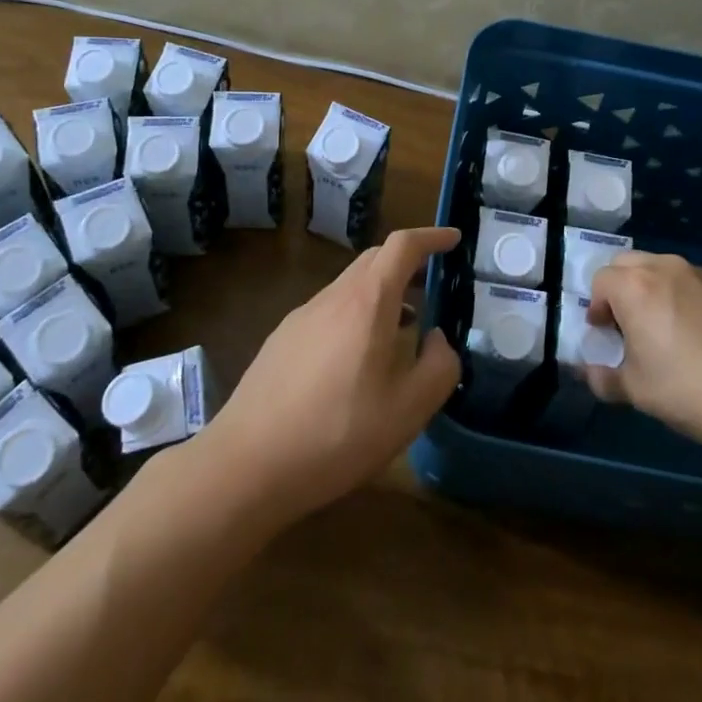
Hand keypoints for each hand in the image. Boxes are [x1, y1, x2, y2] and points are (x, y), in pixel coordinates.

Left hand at [196, 226, 462, 527]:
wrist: (247, 465)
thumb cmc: (338, 434)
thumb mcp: (409, 409)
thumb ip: (439, 367)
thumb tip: (438, 339)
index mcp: (367, 302)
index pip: (402, 246)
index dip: (432, 236)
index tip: (454, 239)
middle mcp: (333, 297)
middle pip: (374, 259)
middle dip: (408, 262)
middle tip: (433, 284)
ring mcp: (302, 317)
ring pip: (350, 286)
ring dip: (382, 292)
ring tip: (402, 326)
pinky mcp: (282, 340)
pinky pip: (329, 310)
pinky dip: (356, 314)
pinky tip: (358, 359)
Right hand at [586, 252, 701, 457]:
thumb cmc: (687, 390)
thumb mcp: (635, 390)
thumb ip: (603, 378)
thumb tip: (590, 373)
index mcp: (635, 286)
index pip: (600, 281)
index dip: (595, 308)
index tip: (604, 336)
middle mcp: (663, 268)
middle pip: (625, 264)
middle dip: (617, 290)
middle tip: (624, 327)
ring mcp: (697, 275)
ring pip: (655, 268)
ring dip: (644, 289)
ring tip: (654, 329)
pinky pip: (682, 280)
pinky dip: (671, 294)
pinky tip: (685, 333)